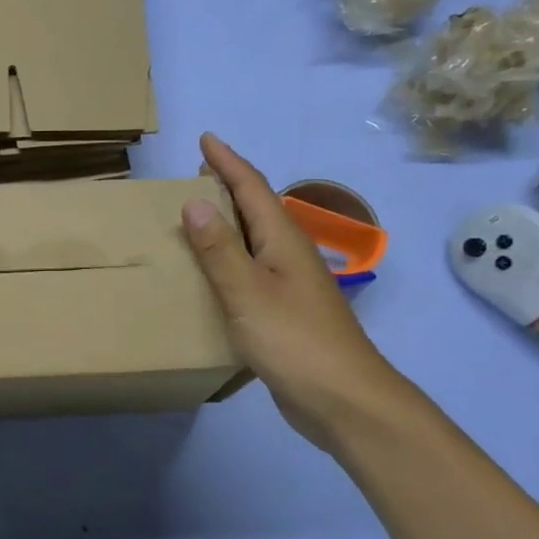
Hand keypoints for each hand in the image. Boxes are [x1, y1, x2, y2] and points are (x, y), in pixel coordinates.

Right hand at [182, 133, 399, 449]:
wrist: (343, 399)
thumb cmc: (294, 341)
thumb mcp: (247, 292)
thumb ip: (220, 249)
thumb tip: (195, 201)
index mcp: (282, 241)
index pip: (253, 189)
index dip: (228, 162)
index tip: (205, 139)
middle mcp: (289, 255)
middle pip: (258, 209)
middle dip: (230, 186)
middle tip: (198, 171)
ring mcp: (291, 285)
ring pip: (256, 240)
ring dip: (230, 221)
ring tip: (199, 215)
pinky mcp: (286, 312)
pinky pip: (253, 270)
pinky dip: (231, 259)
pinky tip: (215, 273)